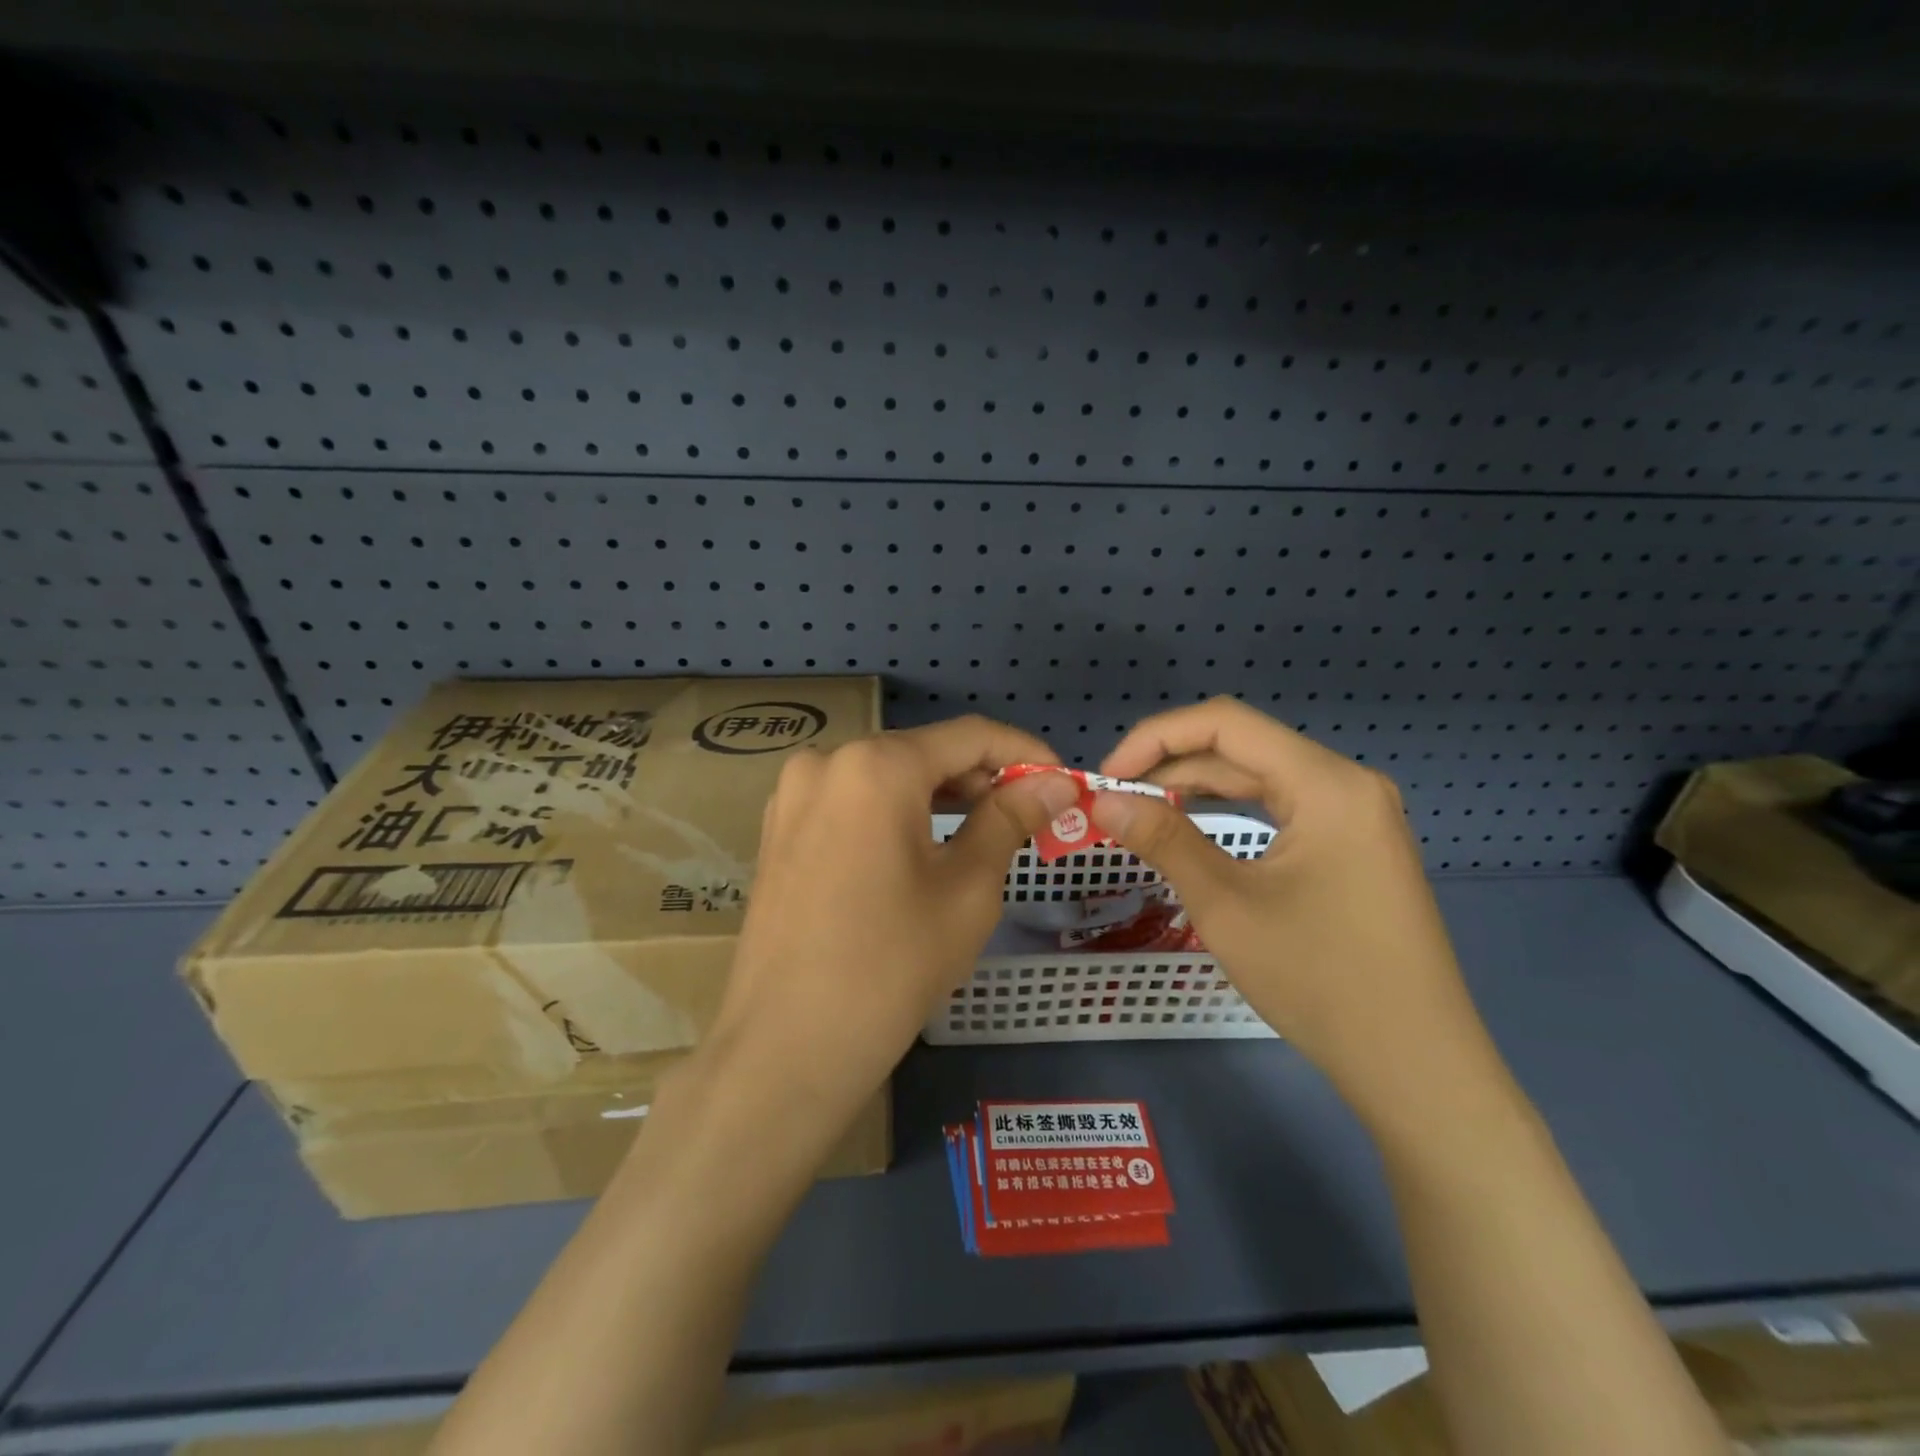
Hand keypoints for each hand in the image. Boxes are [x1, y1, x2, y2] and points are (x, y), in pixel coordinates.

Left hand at [707, 716, 1079, 1137]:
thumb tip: (1056, 782)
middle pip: (923, 753)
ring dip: (939, 796)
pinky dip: (895, 814)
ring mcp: (793, 795)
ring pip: (885, 776)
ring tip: (982, 832)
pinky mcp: (778, 830)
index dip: (1023, 753)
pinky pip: (851, 802)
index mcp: (876, 765)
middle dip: (981, 778)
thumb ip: (1011, 818)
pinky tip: (920, 848)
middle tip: (1028, 816)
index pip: (968, 736)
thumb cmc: (893, 965)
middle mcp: (826, 761)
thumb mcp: (968, 888)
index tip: (1061, 781)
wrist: (788, 1047)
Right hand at [1092, 698, 1488, 1117]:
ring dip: (1197, 787)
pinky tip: (1193, 826)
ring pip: (1260, 776)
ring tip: (1140, 810)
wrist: (1415, 1066)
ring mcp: (1356, 814)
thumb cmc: (1320, 980)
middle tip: (1114, 799)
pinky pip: (1281, 806)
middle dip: (1171, 765)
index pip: (1225, 724)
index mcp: (1327, 783)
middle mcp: (1346, 783)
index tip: (1107, 776)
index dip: (1156, 738)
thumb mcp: (1227, 905)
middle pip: (1243, 747)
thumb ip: (1163, 839)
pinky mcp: (1353, 845)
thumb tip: (1103, 800)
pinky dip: (1230, 810)